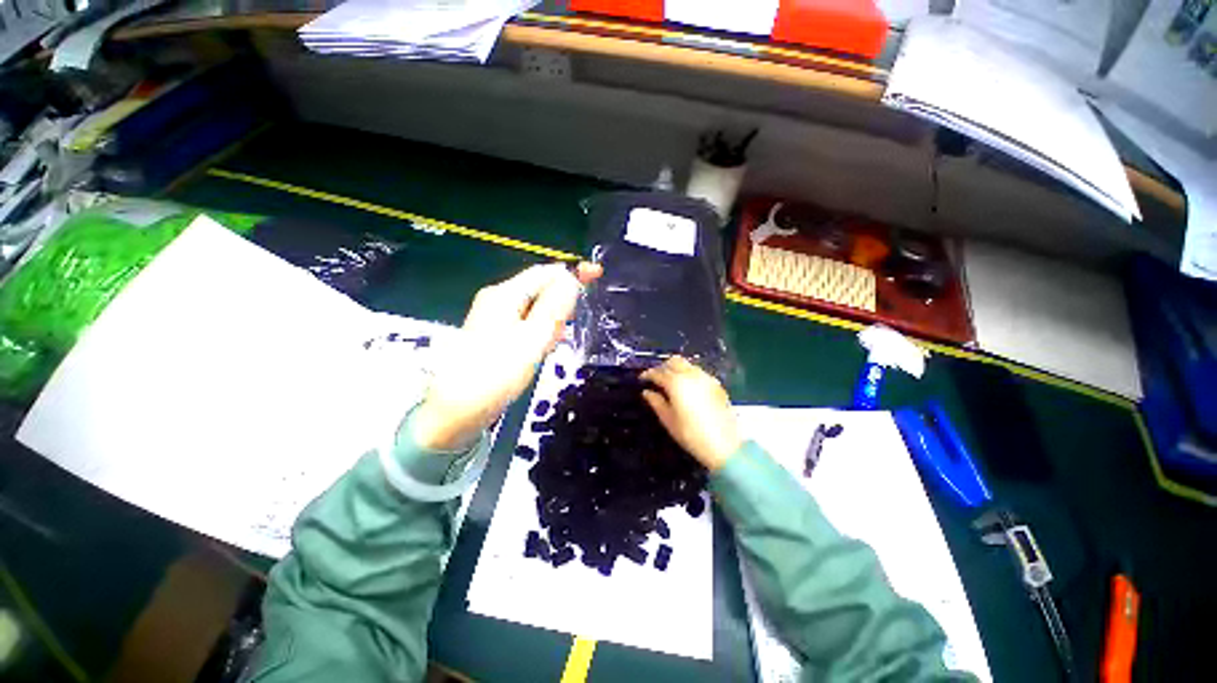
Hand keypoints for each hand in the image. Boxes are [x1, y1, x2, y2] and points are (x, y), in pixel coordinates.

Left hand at [412, 262, 602, 450]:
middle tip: (572, 325)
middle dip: (561, 301)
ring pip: (535, 308)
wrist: (456, 412)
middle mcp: (498, 300)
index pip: (544, 272)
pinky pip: (526, 323)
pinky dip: (540, 331)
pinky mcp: (496, 335)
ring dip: (552, 319)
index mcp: (504, 295)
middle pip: (539, 288)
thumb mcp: (532, 339)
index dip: (572, 272)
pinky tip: (542, 348)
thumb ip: (553, 308)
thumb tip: (571, 279)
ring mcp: (495, 318)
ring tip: (553, 343)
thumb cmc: (496, 374)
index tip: (597, 274)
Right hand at [641, 356, 740, 471]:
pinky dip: (689, 374)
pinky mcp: (716, 384)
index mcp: (676, 383)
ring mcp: (706, 378)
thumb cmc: (691, 434)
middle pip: (674, 361)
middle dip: (663, 367)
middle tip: (656, 378)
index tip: (642, 379)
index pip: (658, 372)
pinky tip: (687, 388)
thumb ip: (656, 402)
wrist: (724, 445)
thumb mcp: (668, 420)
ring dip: (676, 369)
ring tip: (670, 382)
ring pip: (687, 364)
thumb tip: (647, 392)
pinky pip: (698, 372)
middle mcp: (691, 375)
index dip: (648, 374)